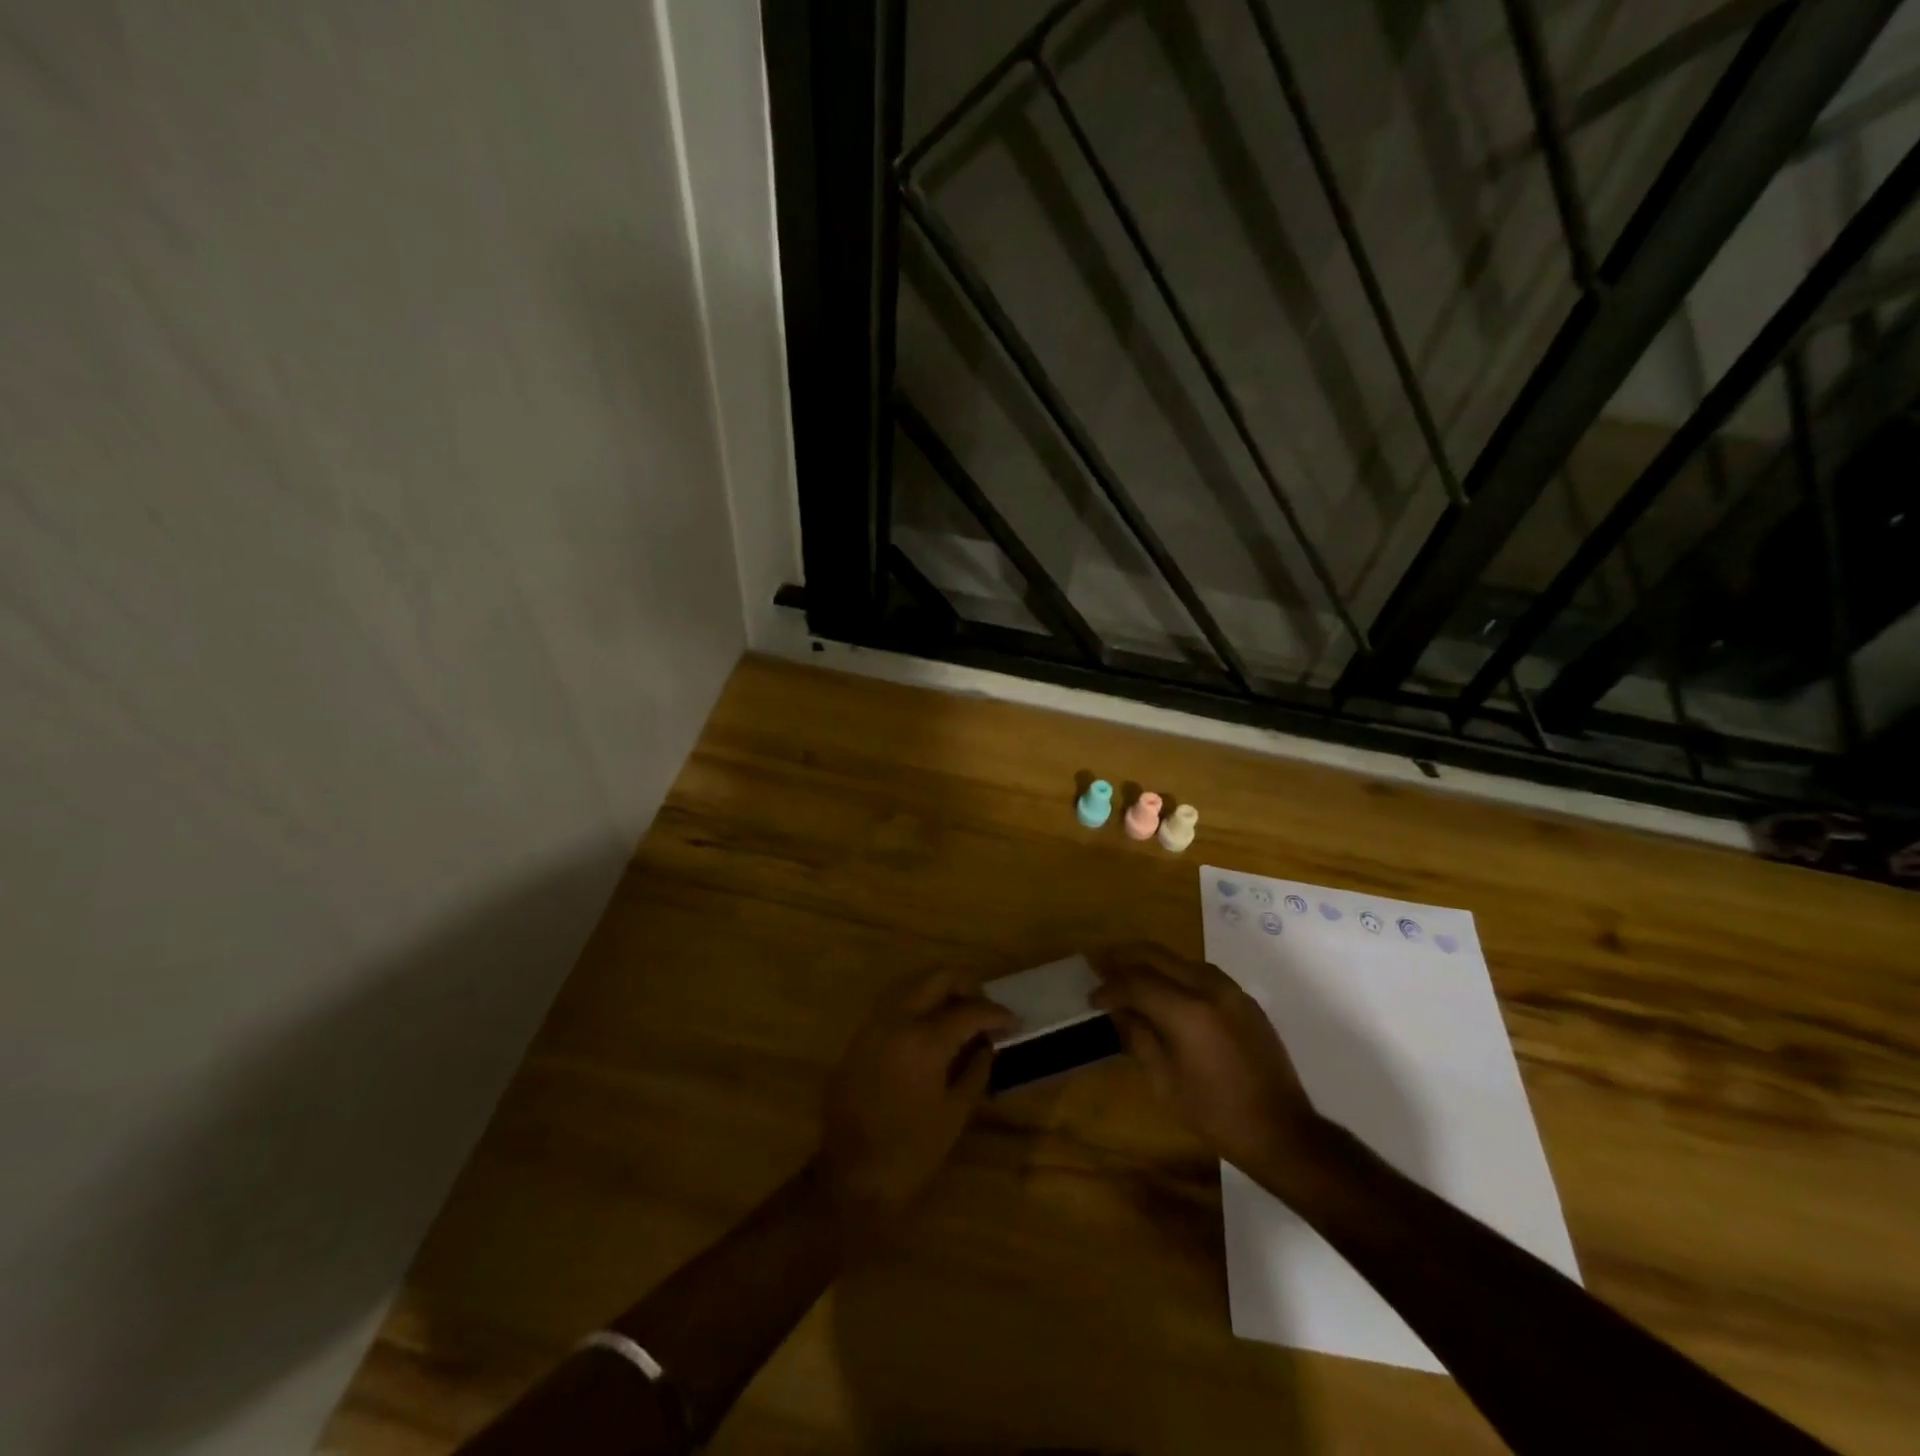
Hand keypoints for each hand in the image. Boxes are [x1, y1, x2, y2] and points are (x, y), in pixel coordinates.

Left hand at [820, 970, 1011, 1234]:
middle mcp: (897, 1020)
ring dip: (939, 992)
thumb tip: (987, 1045)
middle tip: (984, 1010)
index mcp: (925, 1040)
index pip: (970, 1010)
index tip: (1013, 1022)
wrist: (850, 1177)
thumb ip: (976, 1070)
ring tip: (960, 1017)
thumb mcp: (955, 1113)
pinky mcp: (859, 1037)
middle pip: (937, 977)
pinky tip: (930, 1031)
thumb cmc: (911, 1152)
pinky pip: (893, 1005)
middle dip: (966, 986)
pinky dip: (916, 1006)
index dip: (997, 1014)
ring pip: (912, 985)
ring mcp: (873, 1025)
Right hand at [1090, 942, 1321, 1180]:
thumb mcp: (1164, 1082)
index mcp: (1186, 1011)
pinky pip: (1202, 972)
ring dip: (1151, 961)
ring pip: (1180, 959)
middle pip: (1157, 956)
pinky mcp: (1245, 1000)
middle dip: (1124, 957)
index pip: (1136, 982)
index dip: (1110, 987)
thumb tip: (1119, 1010)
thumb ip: (1138, 1037)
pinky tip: (1165, 987)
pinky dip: (1176, 972)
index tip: (1092, 998)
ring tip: (1128, 972)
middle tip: (1100, 963)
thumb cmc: (1215, 1114)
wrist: (1281, 1131)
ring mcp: (1231, 991)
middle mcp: (1209, 989)